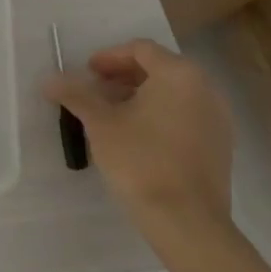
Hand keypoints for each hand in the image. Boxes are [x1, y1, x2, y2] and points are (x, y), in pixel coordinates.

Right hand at [45, 39, 233, 253]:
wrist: (187, 222)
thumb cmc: (140, 160)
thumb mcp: (99, 122)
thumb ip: (75, 94)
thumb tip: (50, 80)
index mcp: (179, 76)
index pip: (140, 50)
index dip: (109, 57)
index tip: (86, 73)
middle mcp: (205, 90)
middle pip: (159, 69)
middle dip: (123, 76)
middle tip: (95, 90)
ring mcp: (217, 120)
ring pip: (173, 93)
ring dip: (140, 95)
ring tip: (111, 114)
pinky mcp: (220, 146)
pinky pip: (185, 115)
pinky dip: (159, 114)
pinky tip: (136, 136)